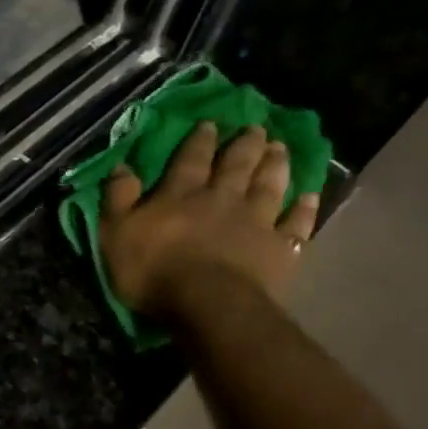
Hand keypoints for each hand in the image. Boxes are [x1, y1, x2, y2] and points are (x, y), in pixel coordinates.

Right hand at [99, 122, 319, 315]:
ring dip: (275, 165)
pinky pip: (296, 224)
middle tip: (256, 128)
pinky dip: (304, 209)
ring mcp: (256, 222)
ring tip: (281, 148)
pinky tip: (310, 196)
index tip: (211, 123)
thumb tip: (121, 165)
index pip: (192, 159)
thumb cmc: (153, 270)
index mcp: (182, 194)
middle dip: (245, 144)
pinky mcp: (279, 249)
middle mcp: (222, 198)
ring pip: (269, 185)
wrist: (208, 304)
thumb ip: (118, 198)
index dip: (201, 140)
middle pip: (236, 165)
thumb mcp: (116, 233)